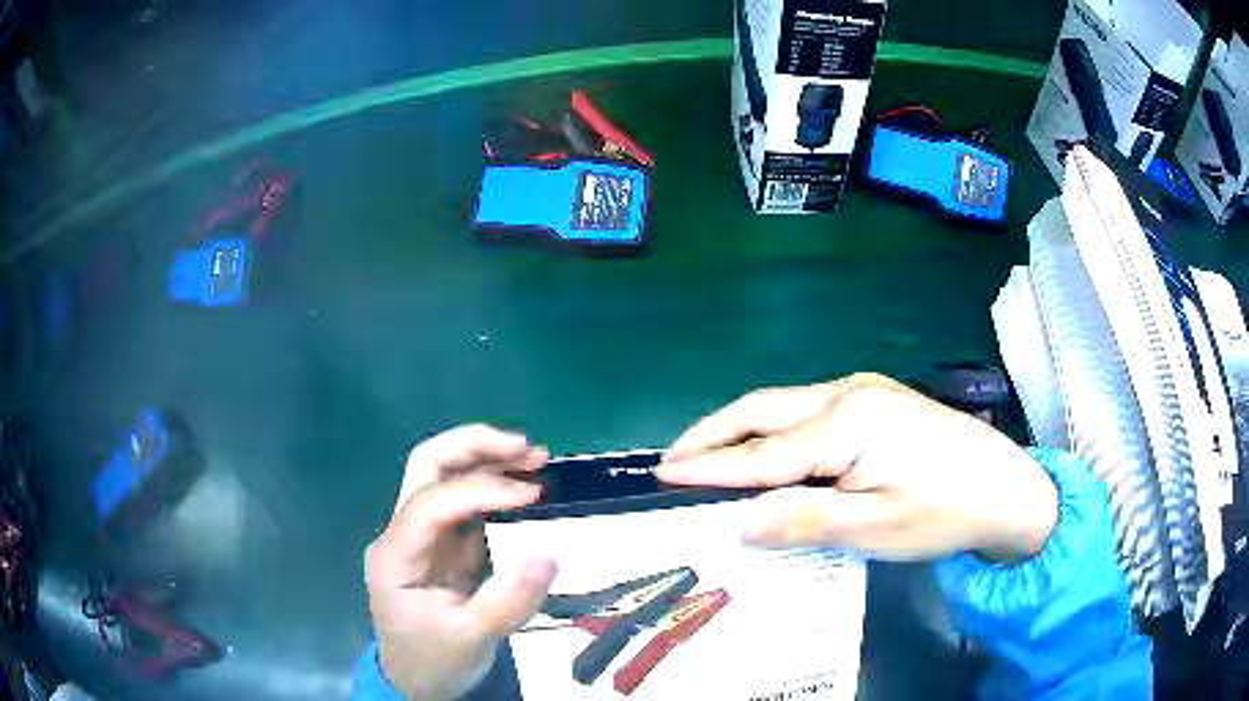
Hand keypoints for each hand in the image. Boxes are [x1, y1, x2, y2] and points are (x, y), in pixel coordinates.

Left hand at [364, 425, 557, 700]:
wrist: (417, 682)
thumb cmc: (435, 661)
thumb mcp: (472, 640)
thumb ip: (507, 601)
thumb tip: (549, 556)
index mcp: (395, 554)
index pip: (431, 502)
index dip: (480, 489)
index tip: (532, 494)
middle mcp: (403, 533)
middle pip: (427, 466)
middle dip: (475, 447)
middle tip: (528, 450)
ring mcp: (422, 536)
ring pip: (443, 475)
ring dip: (486, 458)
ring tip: (535, 459)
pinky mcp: (444, 545)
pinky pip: (465, 503)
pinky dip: (495, 485)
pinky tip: (525, 487)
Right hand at [656, 374, 1057, 561]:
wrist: (1005, 488)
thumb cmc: (942, 512)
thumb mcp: (872, 527)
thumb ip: (802, 519)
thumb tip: (737, 522)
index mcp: (846, 422)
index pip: (760, 452)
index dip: (708, 467)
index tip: (661, 476)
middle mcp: (847, 393)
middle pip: (763, 410)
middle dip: (713, 434)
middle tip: (670, 460)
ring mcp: (862, 392)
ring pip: (783, 407)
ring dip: (741, 431)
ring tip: (706, 458)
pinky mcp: (874, 401)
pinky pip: (806, 413)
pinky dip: (772, 433)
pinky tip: (765, 454)